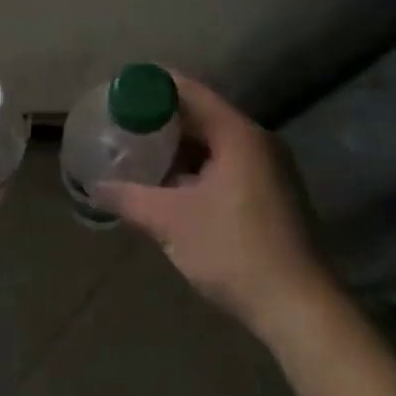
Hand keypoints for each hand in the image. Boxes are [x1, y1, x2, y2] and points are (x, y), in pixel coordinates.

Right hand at [98, 71, 327, 340]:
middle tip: (123, 123)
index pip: (189, 91)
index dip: (152, 85)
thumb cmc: (234, 251)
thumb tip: (95, 188)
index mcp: (238, 134)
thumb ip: (129, 198)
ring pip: (215, 143)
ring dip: (179, 147)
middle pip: (202, 115)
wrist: (300, 309)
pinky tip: (171, 185)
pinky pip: (227, 165)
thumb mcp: (171, 222)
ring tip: (140, 152)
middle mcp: (258, 142)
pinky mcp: (273, 195)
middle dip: (162, 119)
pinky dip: (197, 168)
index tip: (119, 90)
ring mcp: (270, 169)